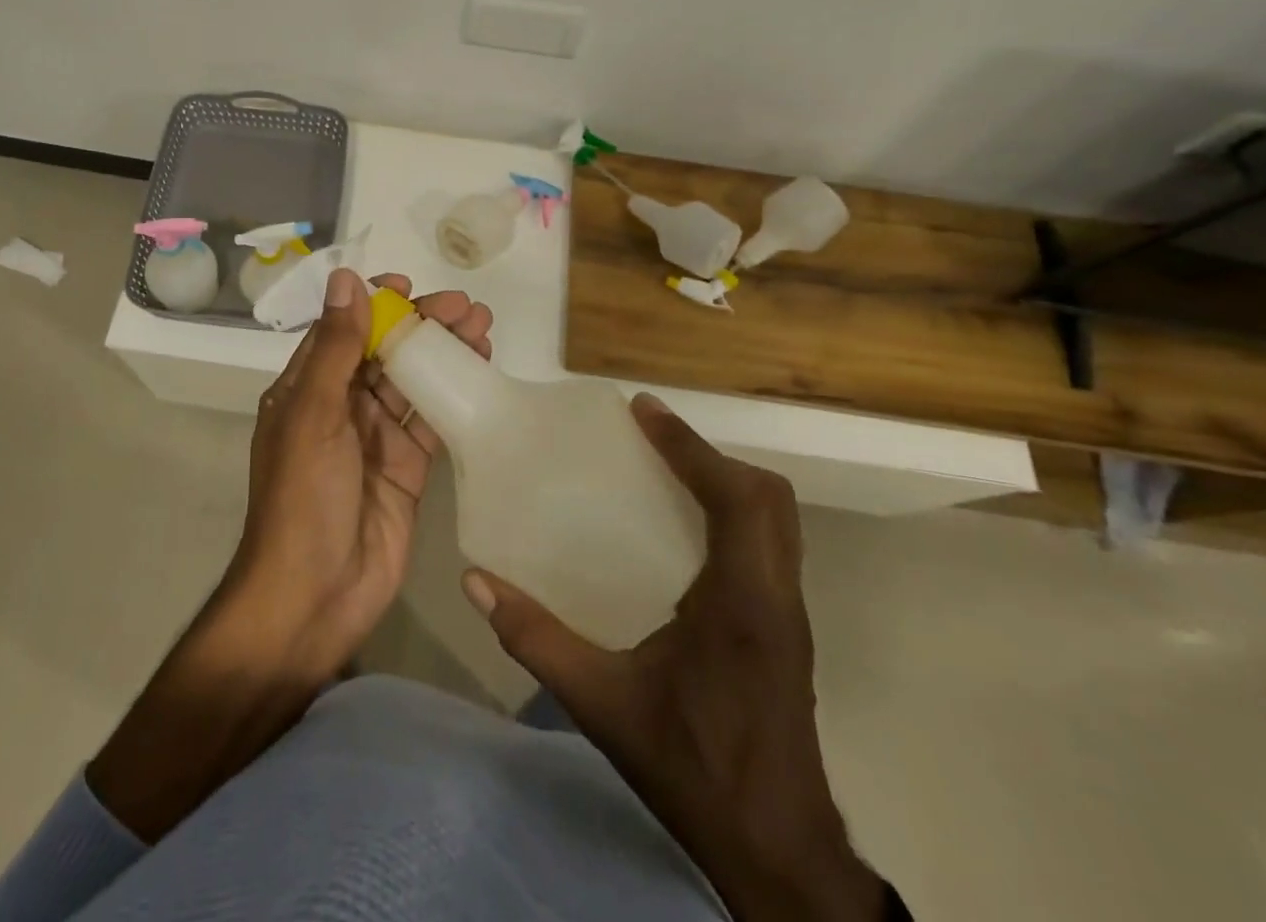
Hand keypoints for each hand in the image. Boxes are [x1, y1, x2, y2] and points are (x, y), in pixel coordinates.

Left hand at [226, 266, 492, 680]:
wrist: (317, 595)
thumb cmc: (304, 497)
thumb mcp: (313, 414)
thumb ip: (335, 348)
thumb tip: (345, 279)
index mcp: (307, 389)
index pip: (344, 331)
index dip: (374, 305)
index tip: (408, 287)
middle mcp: (340, 407)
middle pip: (384, 351)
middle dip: (421, 325)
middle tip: (465, 306)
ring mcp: (375, 438)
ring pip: (413, 381)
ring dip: (444, 353)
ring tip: (482, 326)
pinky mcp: (407, 468)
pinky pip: (432, 420)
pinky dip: (454, 394)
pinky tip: (481, 371)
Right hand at [464, 394, 885, 921]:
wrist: (778, 853)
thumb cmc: (692, 769)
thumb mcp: (600, 703)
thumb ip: (535, 637)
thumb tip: (477, 582)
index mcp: (742, 604)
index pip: (736, 498)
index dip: (691, 446)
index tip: (643, 412)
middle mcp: (776, 597)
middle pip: (767, 498)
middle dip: (710, 456)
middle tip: (650, 438)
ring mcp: (788, 614)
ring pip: (776, 520)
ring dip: (725, 481)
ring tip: (663, 469)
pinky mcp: (785, 630)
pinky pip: (768, 544)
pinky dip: (732, 513)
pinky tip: (680, 529)